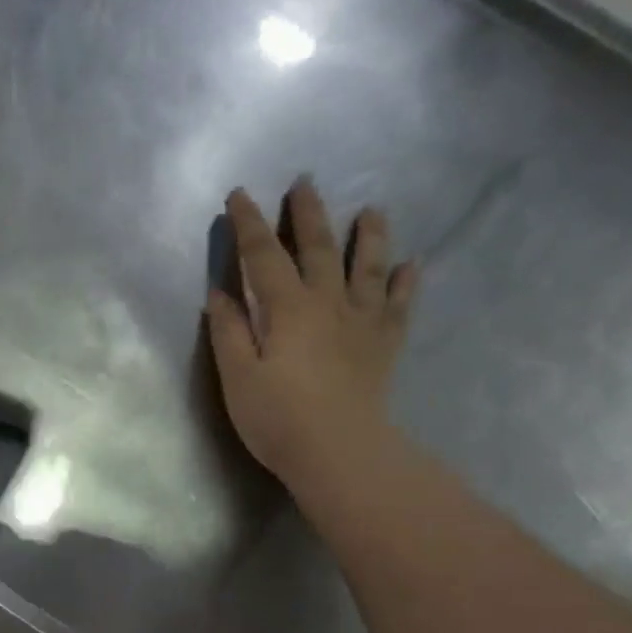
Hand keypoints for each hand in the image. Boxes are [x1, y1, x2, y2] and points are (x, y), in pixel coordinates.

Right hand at [207, 179, 418, 504]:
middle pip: (319, 248)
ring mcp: (362, 321)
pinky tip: (412, 265)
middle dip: (309, 214)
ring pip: (368, 266)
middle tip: (305, 182)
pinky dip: (406, 282)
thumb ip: (229, 332)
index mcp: (287, 308)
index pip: (263, 255)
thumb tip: (219, 293)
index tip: (239, 195)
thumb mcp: (238, 377)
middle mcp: (328, 302)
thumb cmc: (278, 417)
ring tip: (372, 209)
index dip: (249, 224)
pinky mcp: (384, 344)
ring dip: (369, 236)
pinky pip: (399, 304)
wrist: (339, 450)